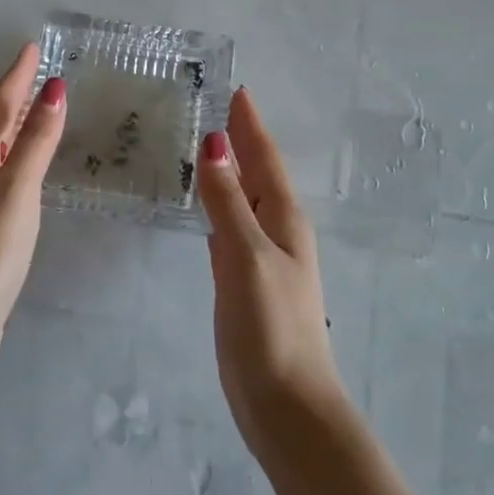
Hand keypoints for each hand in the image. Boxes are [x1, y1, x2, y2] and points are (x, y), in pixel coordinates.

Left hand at [0, 43, 66, 370]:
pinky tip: (25, 157)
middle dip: (15, 92)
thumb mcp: (17, 188)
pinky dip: (15, 149)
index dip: (18, 74)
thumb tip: (54, 88)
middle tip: (38, 68)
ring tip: (36, 102)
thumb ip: (36, 139)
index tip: (32, 46)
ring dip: (15, 120)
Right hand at [196, 89, 346, 460]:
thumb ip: (228, 202)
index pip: (263, 158)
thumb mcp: (247, 256)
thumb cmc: (272, 326)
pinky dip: (219, 205)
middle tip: (218, 107)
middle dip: (241, 140)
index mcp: (284, 218)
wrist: (286, 404)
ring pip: (244, 199)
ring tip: (208, 145)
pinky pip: (231, 227)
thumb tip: (213, 145)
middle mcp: (277, 231)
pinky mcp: (245, 282)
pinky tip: (207, 204)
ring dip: (230, 171)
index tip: (237, 90)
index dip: (249, 125)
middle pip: (257, 173)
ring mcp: (262, 257)